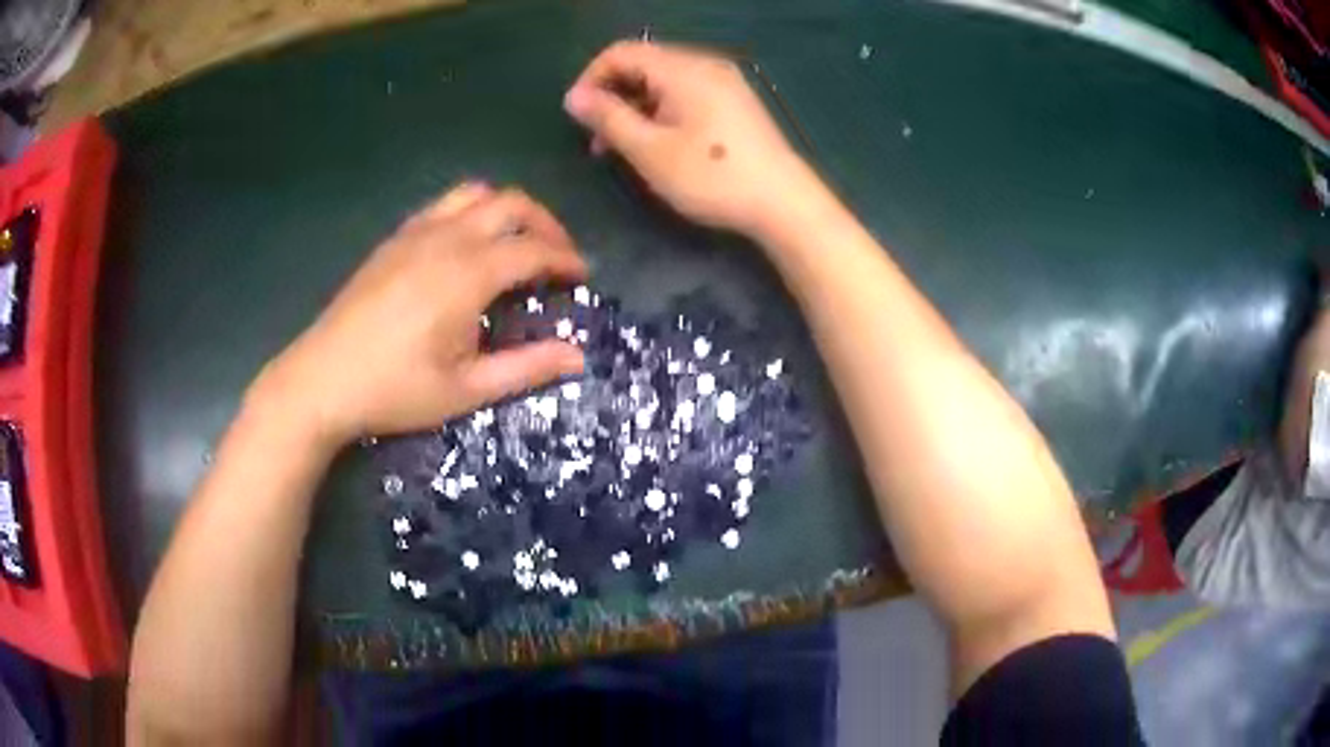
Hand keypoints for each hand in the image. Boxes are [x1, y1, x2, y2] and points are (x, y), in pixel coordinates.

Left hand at [252, 183, 587, 449]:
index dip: (566, 259)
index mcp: (467, 273)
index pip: (533, 249)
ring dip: (507, 210)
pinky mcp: (393, 240)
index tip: (583, 277)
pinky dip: (470, 213)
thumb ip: (526, 368)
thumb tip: (579, 356)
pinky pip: (443, 206)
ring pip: (475, 193)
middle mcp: (445, 238)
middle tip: (557, 256)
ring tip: (517, 243)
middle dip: (545, 223)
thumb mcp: (466, 390)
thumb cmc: (395, 390)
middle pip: (510, 203)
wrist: (321, 380)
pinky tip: (467, 248)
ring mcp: (415, 233)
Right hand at [564, 41, 824, 236]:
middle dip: (613, 95)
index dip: (591, 78)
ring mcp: (724, 82)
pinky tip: (658, 143)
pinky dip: (662, 111)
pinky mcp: (735, 102)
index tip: (577, 116)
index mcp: (682, 68)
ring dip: (636, 107)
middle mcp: (704, 65)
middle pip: (644, 64)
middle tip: (597, 141)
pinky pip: (686, 93)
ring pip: (664, 81)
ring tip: (623, 149)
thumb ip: (608, 118)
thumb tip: (574, 96)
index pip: (622, 52)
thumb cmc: (711, 177)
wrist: (784, 202)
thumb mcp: (649, 151)